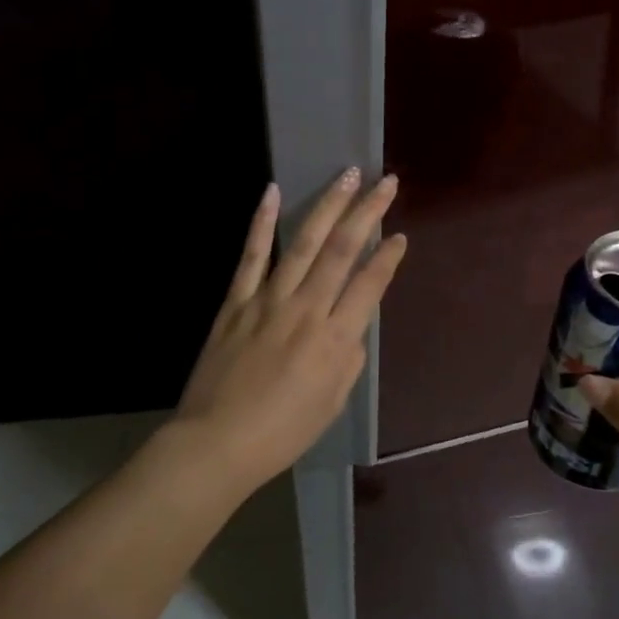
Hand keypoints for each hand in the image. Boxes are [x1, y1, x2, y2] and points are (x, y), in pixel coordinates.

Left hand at [173, 168, 406, 490]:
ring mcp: (268, 300)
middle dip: (368, 212)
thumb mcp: (333, 402)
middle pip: (343, 250)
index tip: (401, 235)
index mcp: (335, 339)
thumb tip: (351, 326)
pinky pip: (251, 256)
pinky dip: (262, 223)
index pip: (370, 285)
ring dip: (328, 205)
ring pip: (303, 243)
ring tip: (347, 175)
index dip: (388, 257)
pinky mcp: (236, 301)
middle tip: (385, 182)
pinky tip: (273, 192)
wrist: (217, 442)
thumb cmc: (283, 432)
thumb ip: (349, 358)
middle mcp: (306, 309)